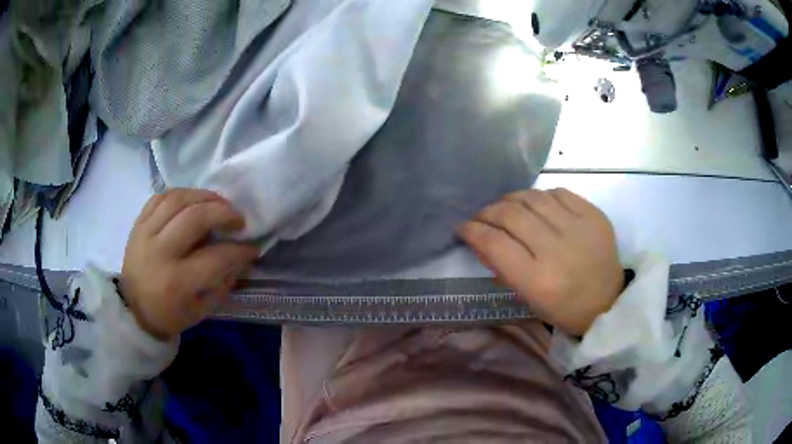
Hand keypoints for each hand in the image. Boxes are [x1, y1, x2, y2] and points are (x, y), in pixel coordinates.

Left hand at [120, 189, 259, 340]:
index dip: (240, 251)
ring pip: (178, 199)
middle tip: (238, 219)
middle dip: (224, 213)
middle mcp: (159, 252)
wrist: (133, 310)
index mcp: (177, 282)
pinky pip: (160, 197)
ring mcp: (145, 234)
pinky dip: (180, 194)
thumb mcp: (202, 310)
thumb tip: (242, 257)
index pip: (216, 257)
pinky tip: (192, 201)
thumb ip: (224, 283)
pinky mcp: (138, 224)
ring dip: (204, 197)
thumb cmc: (170, 315)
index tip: (252, 248)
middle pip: (196, 217)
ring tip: (218, 204)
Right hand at [458, 189, 622, 335]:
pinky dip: (541, 196)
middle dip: (488, 211)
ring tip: (506, 206)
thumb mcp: (528, 298)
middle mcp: (557, 249)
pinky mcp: (593, 214)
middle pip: (511, 214)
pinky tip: (536, 205)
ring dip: (512, 199)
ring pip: (533, 197)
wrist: (608, 300)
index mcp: (538, 280)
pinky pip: (558, 192)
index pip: (494, 243)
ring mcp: (578, 227)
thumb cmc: (564, 308)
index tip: (464, 227)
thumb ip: (502, 267)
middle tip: (482, 216)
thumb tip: (481, 239)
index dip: (473, 230)